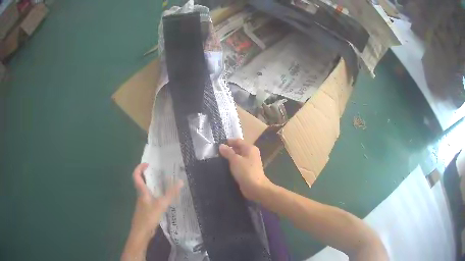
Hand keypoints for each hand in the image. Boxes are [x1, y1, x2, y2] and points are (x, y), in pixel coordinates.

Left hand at [122, 163, 182, 260]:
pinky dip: (155, 194)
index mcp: (141, 192)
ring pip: (145, 190)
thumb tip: (180, 181)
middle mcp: (141, 195)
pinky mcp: (146, 209)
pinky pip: (150, 198)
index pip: (136, 176)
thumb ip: (170, 194)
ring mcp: (143, 203)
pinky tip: (163, 199)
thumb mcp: (161, 204)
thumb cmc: (148, 216)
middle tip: (158, 172)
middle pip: (140, 182)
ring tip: (163, 183)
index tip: (148, 164)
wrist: (142, 232)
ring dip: (151, 185)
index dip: (139, 168)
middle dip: (147, 175)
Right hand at [219, 139, 272, 201]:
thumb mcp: (235, 160)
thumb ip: (228, 152)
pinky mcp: (248, 171)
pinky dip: (233, 165)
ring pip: (238, 158)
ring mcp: (250, 163)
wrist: (255, 187)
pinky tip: (225, 168)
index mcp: (250, 148)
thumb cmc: (246, 171)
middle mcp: (251, 154)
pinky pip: (239, 165)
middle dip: (228, 150)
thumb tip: (221, 145)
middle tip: (216, 153)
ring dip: (230, 159)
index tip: (218, 145)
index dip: (228, 142)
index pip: (238, 141)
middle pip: (238, 149)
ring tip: (218, 160)